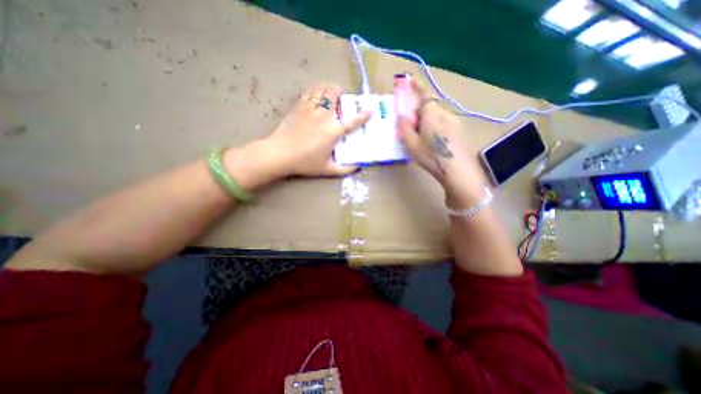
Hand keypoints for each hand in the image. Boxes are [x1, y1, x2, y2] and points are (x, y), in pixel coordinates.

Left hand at [224, 82, 371, 189]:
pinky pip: (310, 91)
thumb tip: (358, 167)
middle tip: (343, 101)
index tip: (370, 110)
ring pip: (322, 88)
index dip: (363, 115)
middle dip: (342, 94)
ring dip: (329, 88)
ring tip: (331, 95)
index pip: (352, 120)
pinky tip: (317, 95)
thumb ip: (345, 169)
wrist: (280, 154)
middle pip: (335, 94)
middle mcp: (323, 116)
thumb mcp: (327, 169)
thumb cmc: (305, 163)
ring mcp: (310, 108)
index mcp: (333, 132)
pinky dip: (316, 89)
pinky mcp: (298, 106)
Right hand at [397, 80, 488, 206]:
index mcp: (432, 113)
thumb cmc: (431, 156)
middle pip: (430, 106)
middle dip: (419, 111)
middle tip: (411, 126)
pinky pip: (444, 123)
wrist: (457, 170)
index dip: (417, 86)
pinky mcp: (459, 131)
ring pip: (437, 116)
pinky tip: (434, 142)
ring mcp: (454, 122)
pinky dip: (435, 126)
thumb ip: (405, 127)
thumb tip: (401, 116)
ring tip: (422, 138)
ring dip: (427, 120)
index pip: (425, 94)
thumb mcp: (412, 144)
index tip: (409, 80)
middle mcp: (445, 113)